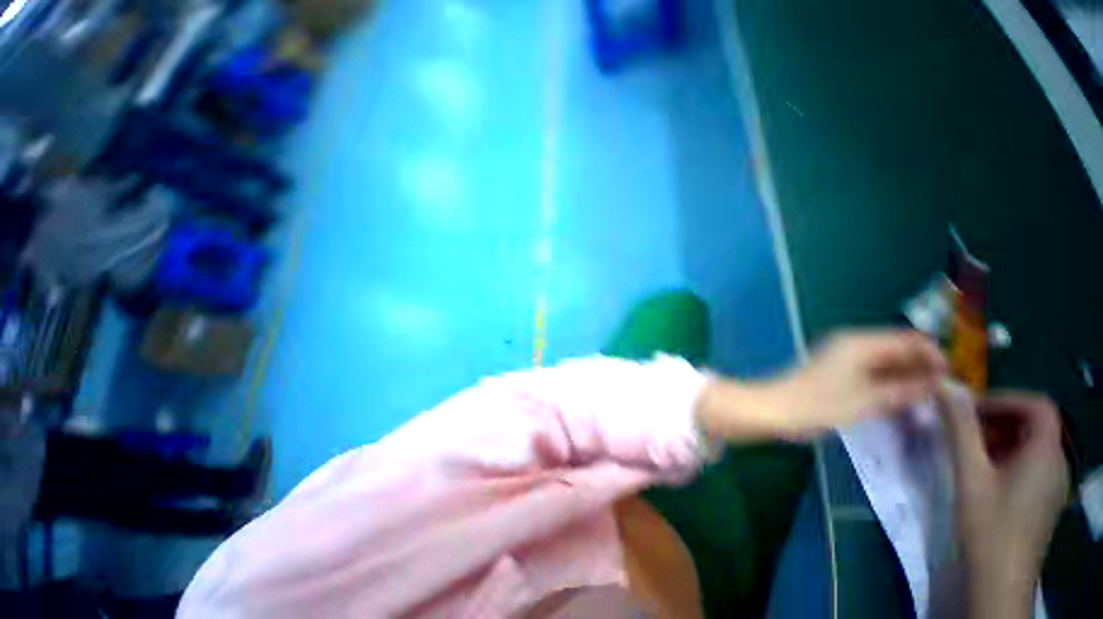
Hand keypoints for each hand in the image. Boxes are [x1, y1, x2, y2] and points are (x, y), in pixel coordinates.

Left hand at [697, 329, 945, 440]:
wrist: (773, 409)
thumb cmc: (818, 404)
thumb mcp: (868, 400)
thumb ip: (905, 390)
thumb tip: (938, 384)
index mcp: (859, 343)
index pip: (910, 339)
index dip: (935, 357)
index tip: (952, 384)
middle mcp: (852, 345)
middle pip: (899, 350)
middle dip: (923, 370)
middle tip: (942, 399)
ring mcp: (842, 359)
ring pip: (887, 364)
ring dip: (907, 379)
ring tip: (926, 405)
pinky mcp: (835, 373)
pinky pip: (872, 374)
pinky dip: (889, 385)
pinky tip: (900, 404)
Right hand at [937, 386, 1067, 618]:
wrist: (999, 578)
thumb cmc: (988, 522)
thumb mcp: (970, 472)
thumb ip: (960, 427)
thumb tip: (945, 385)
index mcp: (1047, 454)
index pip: (1038, 406)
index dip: (1004, 399)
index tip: (968, 409)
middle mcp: (1057, 464)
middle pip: (1034, 424)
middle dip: (996, 419)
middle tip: (960, 428)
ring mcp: (1051, 484)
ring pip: (1030, 445)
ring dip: (997, 437)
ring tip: (965, 449)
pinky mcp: (1041, 499)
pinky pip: (1028, 464)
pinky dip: (1004, 456)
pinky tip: (981, 473)